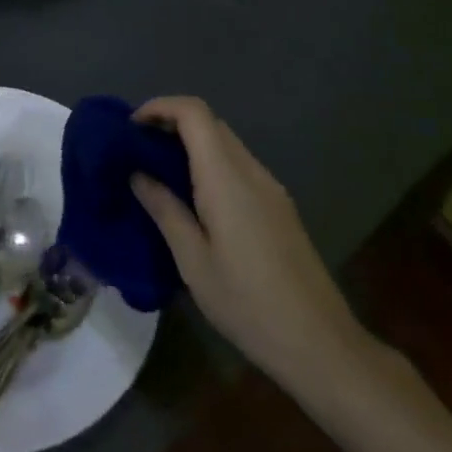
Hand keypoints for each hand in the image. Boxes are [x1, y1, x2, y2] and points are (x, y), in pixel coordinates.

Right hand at [129, 96, 375, 401]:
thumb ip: (164, 209)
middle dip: (170, 125)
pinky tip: (194, 201)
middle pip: (209, 123)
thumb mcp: (193, 261)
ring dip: (190, 146)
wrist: (320, 345)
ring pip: (225, 144)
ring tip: (158, 175)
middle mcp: (251, 171)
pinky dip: (209, 166)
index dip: (159, 107)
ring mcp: (270, 188)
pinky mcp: (279, 207)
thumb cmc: (247, 303)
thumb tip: (138, 173)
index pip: (194, 112)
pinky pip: (238, 167)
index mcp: (226, 177)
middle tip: (138, 152)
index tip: (130, 129)